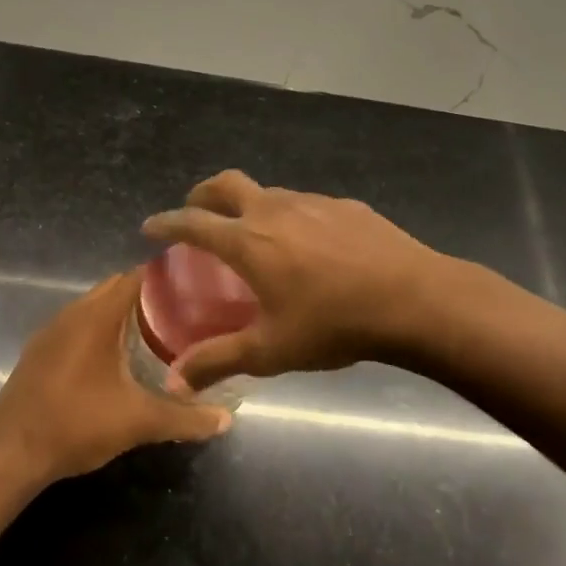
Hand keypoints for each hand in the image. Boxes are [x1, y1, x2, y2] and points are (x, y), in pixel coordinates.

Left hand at [0, 271, 230, 484]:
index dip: (167, 277)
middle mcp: (73, 312)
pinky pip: (78, 325)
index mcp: (97, 316)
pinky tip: (118, 358)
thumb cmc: (77, 424)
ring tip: (158, 333)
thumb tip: (226, 419)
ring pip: (95, 307)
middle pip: (117, 288)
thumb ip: (185, 418)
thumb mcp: (138, 422)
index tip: (196, 286)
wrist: (11, 453)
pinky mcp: (40, 351)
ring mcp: (51, 331)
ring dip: (123, 314)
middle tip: (185, 314)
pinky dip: (101, 330)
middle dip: (149, 296)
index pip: (137, 276)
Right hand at [142, 170, 440, 388]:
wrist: (415, 299)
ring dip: (249, 205)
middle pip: (225, 184)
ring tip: (254, 235)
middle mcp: (274, 210)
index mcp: (248, 241)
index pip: (192, 222)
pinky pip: (304, 204)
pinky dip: (289, 216)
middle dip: (202, 194)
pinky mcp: (345, 205)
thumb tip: (173, 381)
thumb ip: (218, 361)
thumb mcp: (270, 350)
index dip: (166, 223)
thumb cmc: (334, 324)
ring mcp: (312, 202)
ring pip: (267, 192)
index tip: (150, 228)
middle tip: (197, 213)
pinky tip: (309, 246)